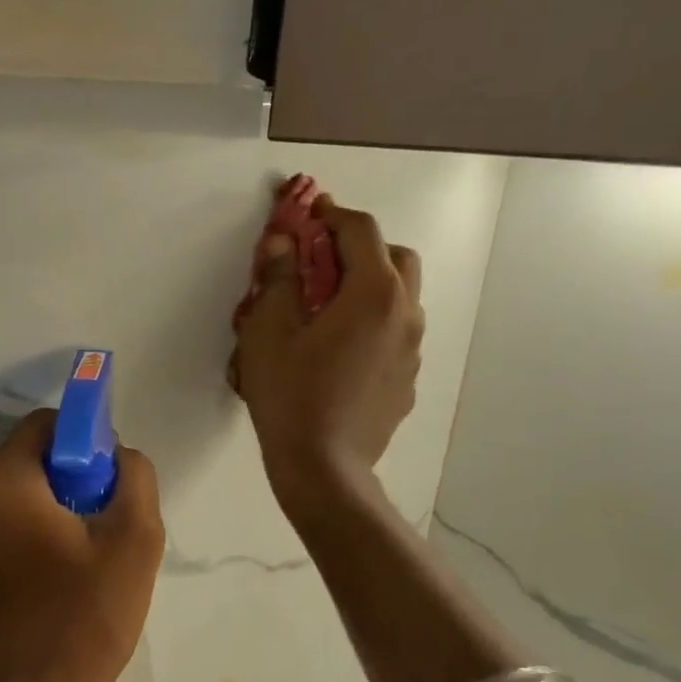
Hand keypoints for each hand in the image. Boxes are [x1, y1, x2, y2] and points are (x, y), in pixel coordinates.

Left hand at [0, 411, 164, 681]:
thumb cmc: (85, 614)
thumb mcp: (134, 538)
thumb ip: (134, 475)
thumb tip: (118, 454)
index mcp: (0, 480)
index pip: (42, 426)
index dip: (81, 441)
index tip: (105, 479)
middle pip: (23, 465)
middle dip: (63, 482)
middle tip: (98, 525)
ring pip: (8, 503)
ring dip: (42, 515)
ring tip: (77, 562)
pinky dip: (19, 545)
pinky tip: (48, 587)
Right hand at [232, 190, 424, 519]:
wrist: (324, 468)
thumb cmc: (291, 395)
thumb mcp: (268, 332)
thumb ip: (276, 280)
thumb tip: (280, 244)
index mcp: (374, 294)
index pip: (361, 232)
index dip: (332, 215)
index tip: (309, 213)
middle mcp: (405, 314)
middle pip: (396, 258)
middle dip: (360, 248)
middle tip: (321, 262)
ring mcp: (412, 351)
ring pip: (400, 298)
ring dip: (369, 286)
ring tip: (326, 309)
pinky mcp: (407, 381)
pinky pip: (394, 334)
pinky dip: (371, 323)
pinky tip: (337, 352)